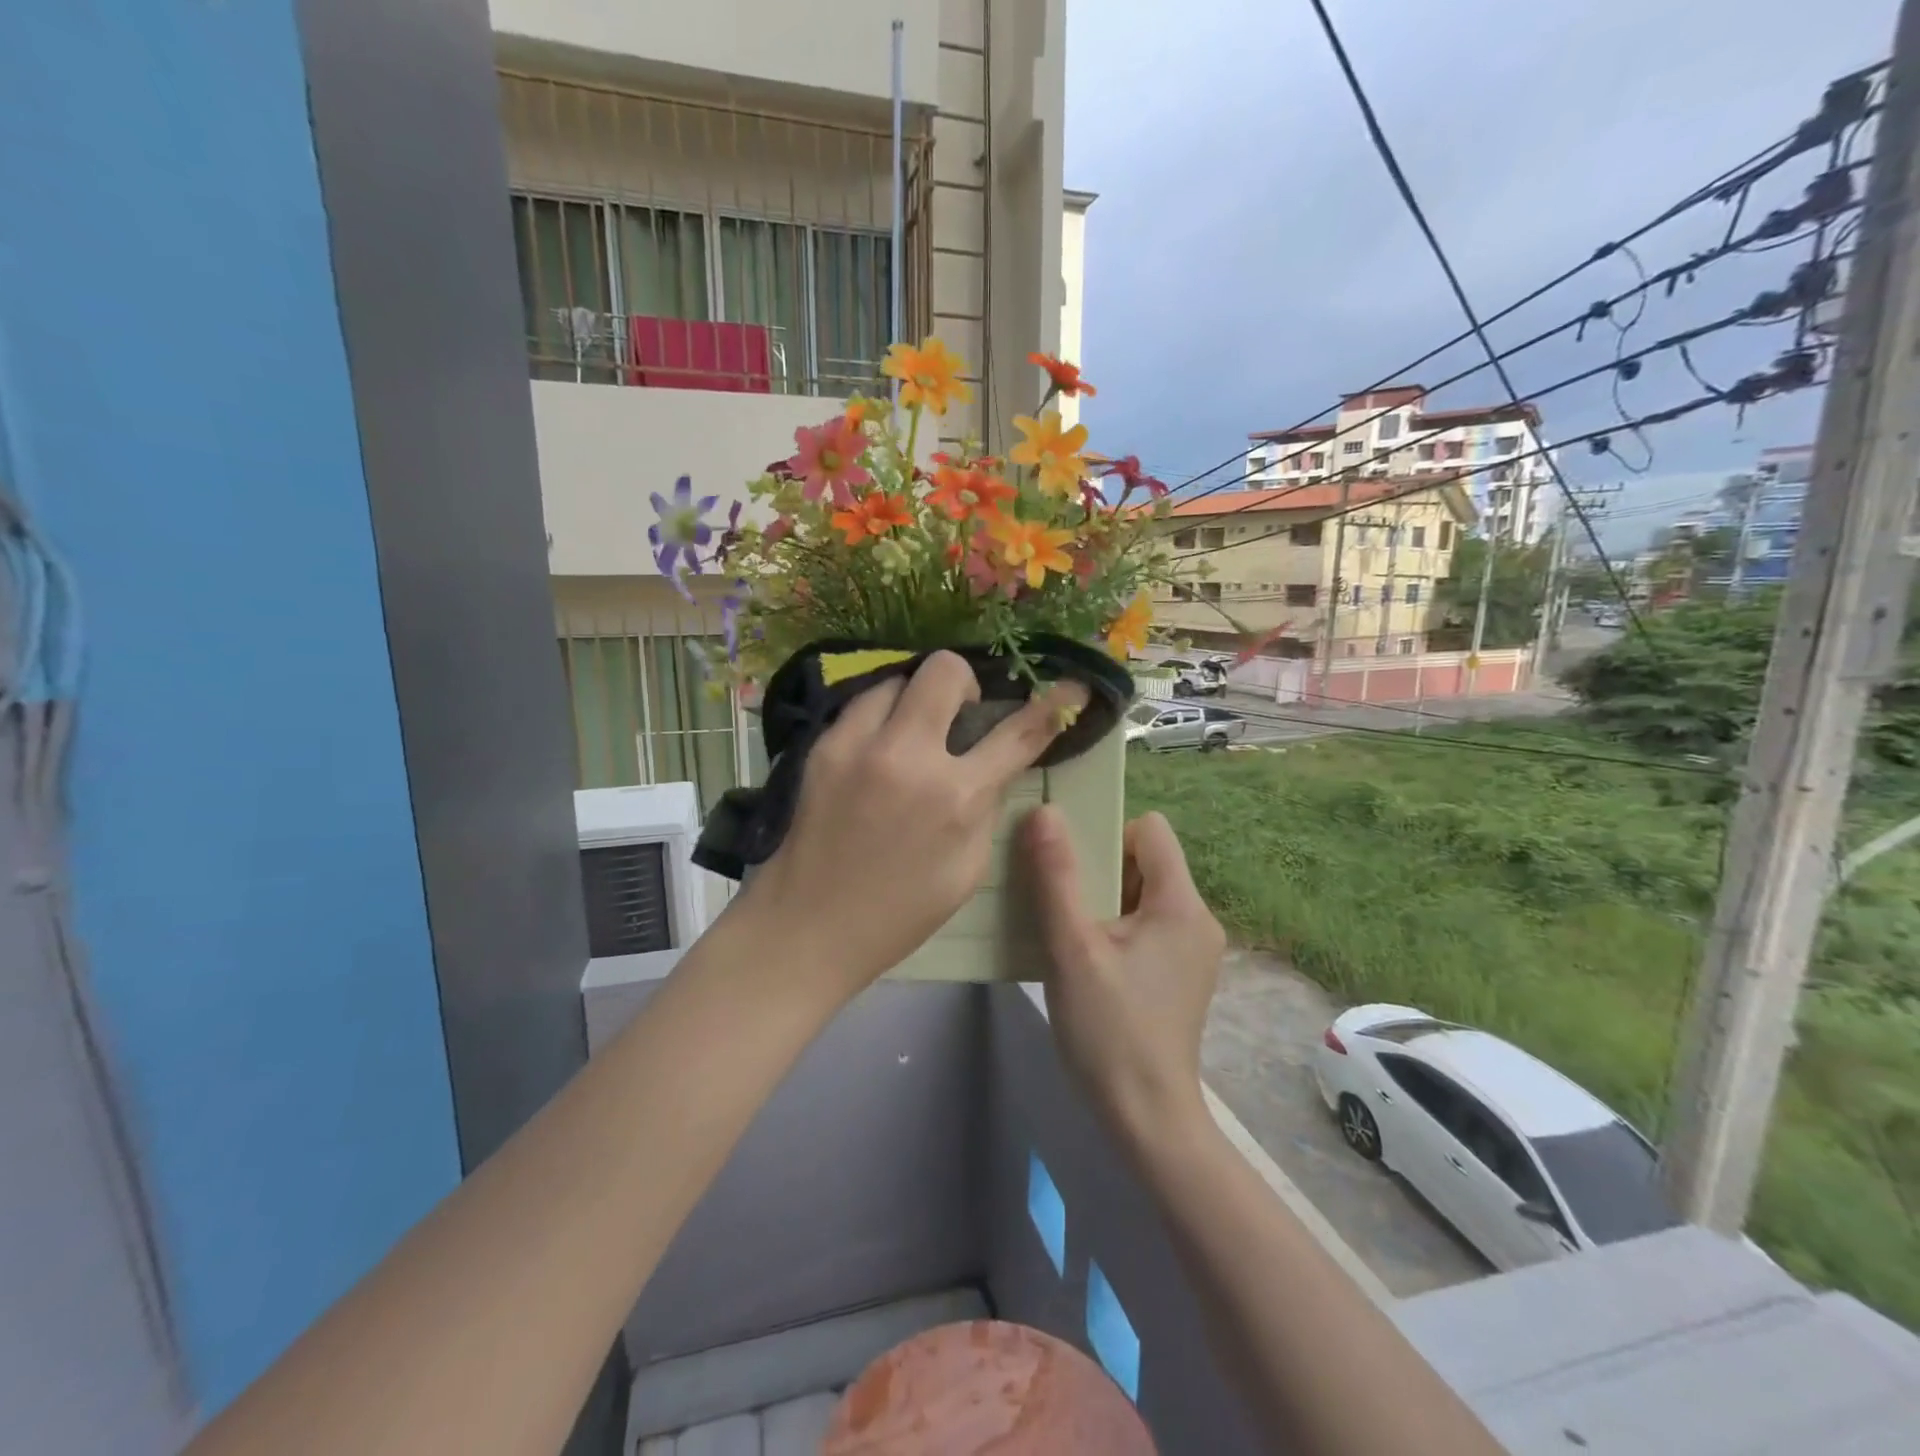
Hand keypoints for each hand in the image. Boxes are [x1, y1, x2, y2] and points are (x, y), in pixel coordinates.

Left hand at [745, 651, 1085, 998]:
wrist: (807, 925)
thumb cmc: (898, 912)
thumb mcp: (967, 870)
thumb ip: (985, 807)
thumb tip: (991, 765)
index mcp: (955, 798)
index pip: (1017, 735)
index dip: (1051, 707)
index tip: (1070, 688)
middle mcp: (909, 757)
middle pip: (946, 670)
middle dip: (964, 682)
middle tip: (958, 715)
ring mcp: (858, 744)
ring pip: (898, 677)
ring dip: (916, 698)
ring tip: (912, 732)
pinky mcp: (822, 745)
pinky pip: (861, 703)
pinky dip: (881, 714)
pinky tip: (878, 747)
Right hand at [1024, 808, 1225, 1138]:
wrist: (1145, 1118)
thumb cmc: (1109, 1029)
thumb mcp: (1072, 947)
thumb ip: (1057, 876)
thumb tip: (1044, 811)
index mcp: (1181, 904)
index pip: (1150, 829)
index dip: (1107, 833)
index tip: (1069, 865)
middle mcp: (1197, 918)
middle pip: (1144, 861)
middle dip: (1097, 870)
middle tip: (1058, 899)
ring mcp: (1192, 949)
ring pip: (1140, 894)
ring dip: (1100, 901)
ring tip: (1064, 930)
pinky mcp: (1179, 974)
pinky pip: (1144, 926)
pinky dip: (1112, 928)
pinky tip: (1082, 957)